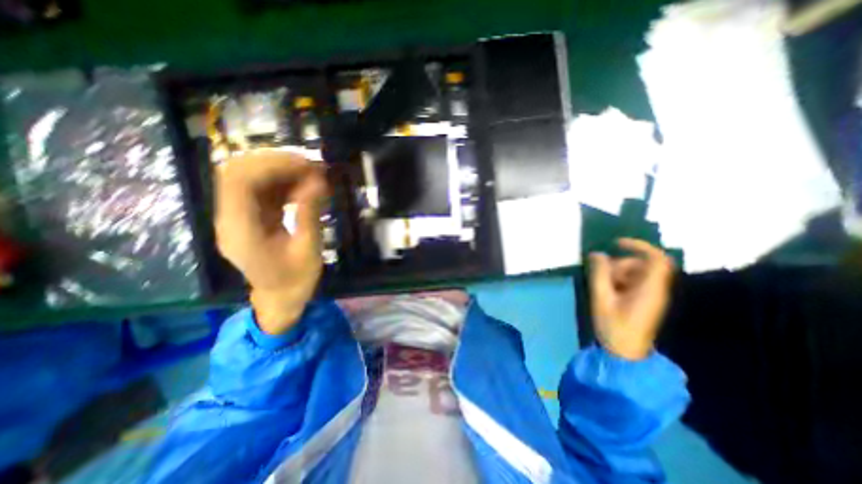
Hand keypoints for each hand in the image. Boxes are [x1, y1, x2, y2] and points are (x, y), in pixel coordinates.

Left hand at [213, 152, 326, 334]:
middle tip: (312, 166)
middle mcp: (230, 219)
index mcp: (241, 231)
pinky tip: (304, 186)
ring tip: (313, 174)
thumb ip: (309, 215)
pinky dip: (283, 181)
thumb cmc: (295, 280)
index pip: (239, 182)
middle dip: (276, 162)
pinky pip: (261, 188)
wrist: (280, 297)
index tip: (307, 166)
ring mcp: (237, 216)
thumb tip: (318, 182)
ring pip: (248, 176)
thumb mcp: (308, 250)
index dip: (272, 165)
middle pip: (238, 172)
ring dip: (281, 170)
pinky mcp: (249, 215)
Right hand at [589, 238, 676, 359]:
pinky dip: (618, 281)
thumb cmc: (614, 326)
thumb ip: (599, 274)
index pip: (656, 259)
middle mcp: (655, 289)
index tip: (616, 243)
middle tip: (602, 278)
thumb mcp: (601, 298)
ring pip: (634, 272)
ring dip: (616, 274)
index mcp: (650, 289)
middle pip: (640, 265)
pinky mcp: (643, 300)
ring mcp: (650, 295)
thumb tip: (596, 254)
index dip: (639, 246)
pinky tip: (607, 292)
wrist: (624, 352)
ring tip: (603, 288)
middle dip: (619, 265)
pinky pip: (632, 281)